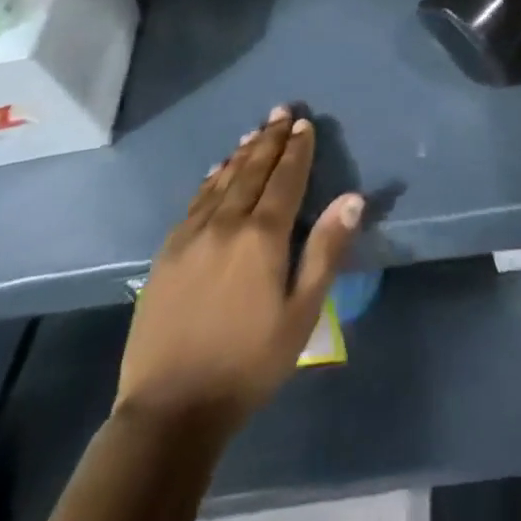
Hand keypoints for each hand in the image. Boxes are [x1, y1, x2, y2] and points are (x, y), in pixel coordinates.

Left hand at [114, 108, 363, 432]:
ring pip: (222, 181)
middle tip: (281, 110)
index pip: (286, 179)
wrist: (169, 410)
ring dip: (242, 154)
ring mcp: (191, 236)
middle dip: (270, 139)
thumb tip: (352, 198)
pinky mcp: (167, 254)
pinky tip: (216, 171)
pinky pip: (195, 202)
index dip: (297, 150)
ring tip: (255, 131)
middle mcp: (226, 224)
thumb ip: (326, 250)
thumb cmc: (248, 363)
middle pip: (253, 171)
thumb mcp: (301, 313)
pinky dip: (211, 180)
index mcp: (263, 236)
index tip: (304, 123)